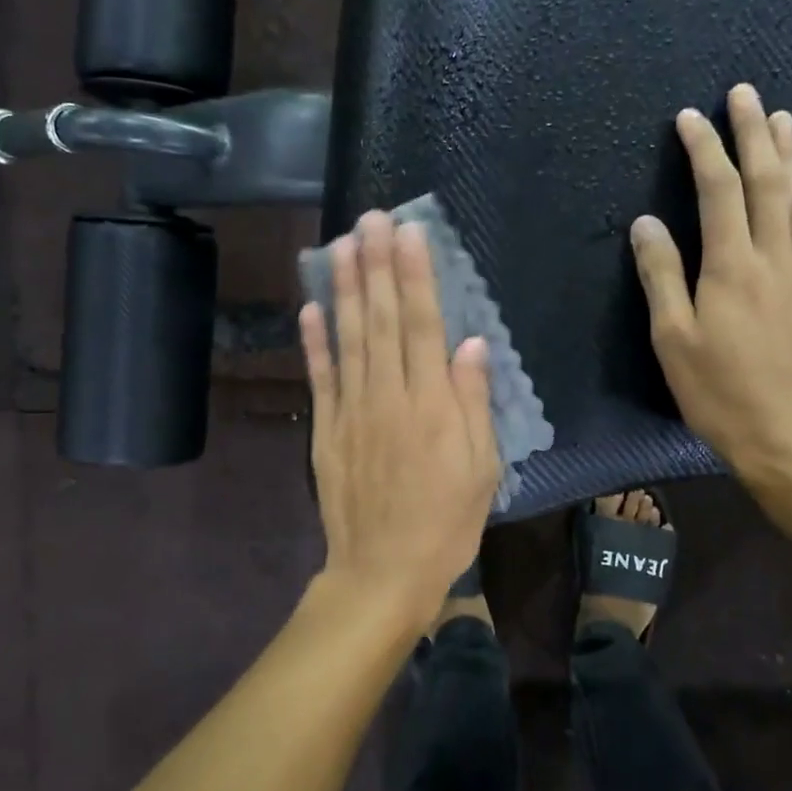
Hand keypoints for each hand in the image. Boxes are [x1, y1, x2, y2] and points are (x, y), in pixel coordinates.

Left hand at [301, 210, 503, 632]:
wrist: (383, 572)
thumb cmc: (445, 522)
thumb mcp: (481, 468)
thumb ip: (473, 403)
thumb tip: (471, 344)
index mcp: (431, 405)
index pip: (421, 325)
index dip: (415, 277)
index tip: (410, 234)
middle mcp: (388, 397)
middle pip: (380, 320)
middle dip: (376, 266)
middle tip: (370, 218)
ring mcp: (351, 411)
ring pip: (348, 339)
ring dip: (342, 289)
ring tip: (340, 245)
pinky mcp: (327, 430)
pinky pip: (320, 378)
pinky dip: (314, 341)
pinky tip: (309, 307)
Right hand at [630, 84, 791, 494]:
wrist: (788, 438)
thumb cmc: (718, 392)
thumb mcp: (672, 339)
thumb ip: (661, 276)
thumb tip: (646, 223)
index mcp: (730, 267)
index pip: (718, 191)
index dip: (704, 149)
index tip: (690, 118)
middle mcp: (774, 259)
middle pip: (767, 183)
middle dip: (753, 135)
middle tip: (745, 94)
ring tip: (783, 120)